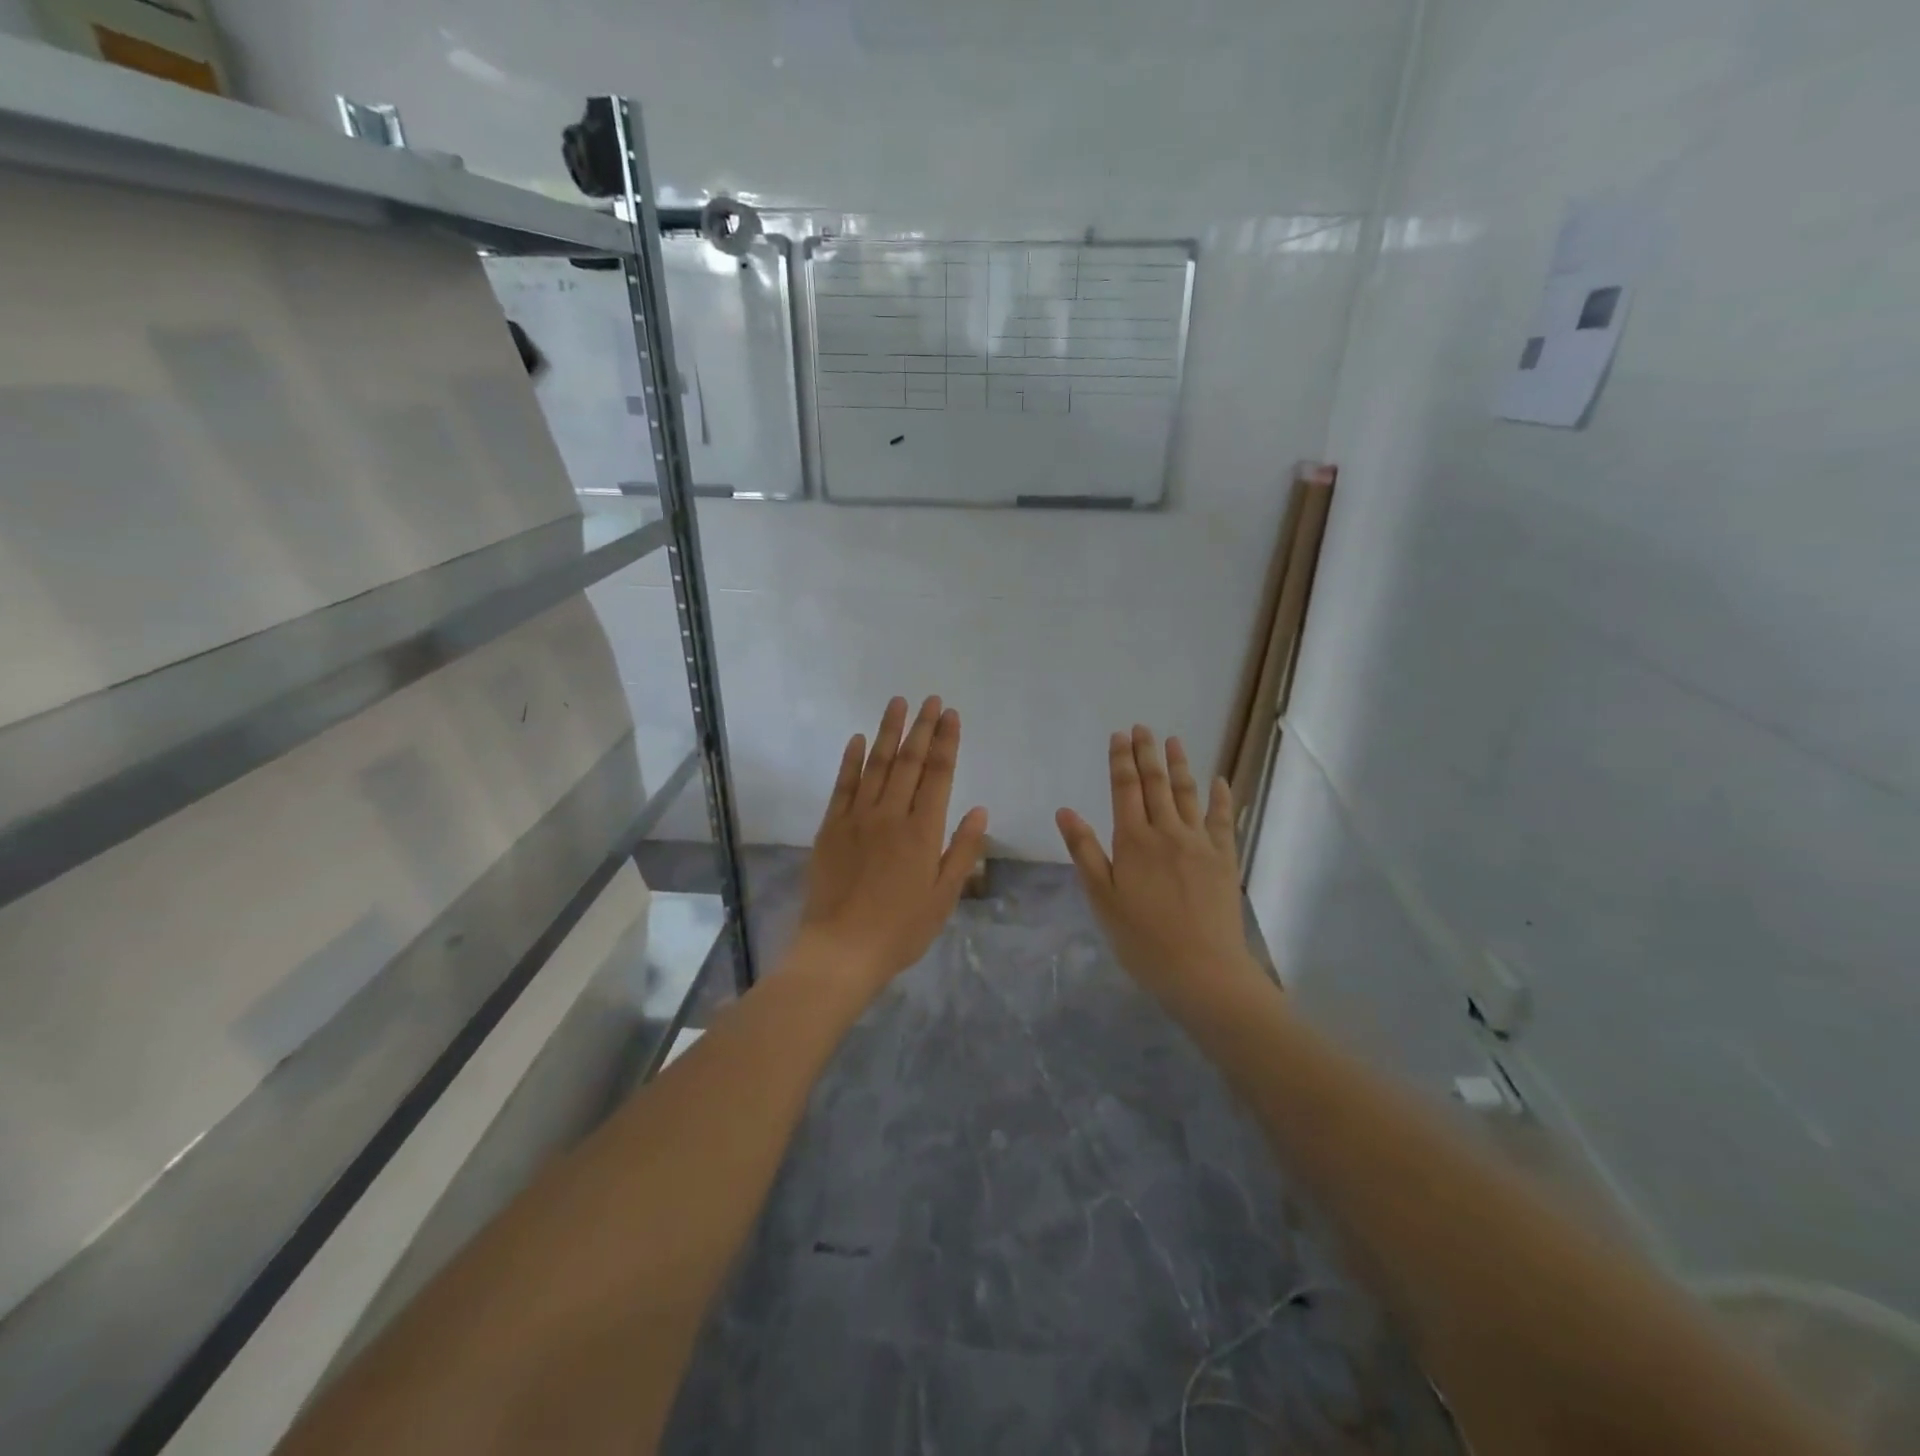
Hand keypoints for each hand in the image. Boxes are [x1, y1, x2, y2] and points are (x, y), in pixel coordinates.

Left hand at [799, 696, 988, 991]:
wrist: (841, 949)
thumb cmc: (901, 929)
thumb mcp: (943, 897)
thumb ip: (962, 851)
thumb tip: (979, 810)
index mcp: (923, 831)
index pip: (939, 775)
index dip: (947, 742)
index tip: (951, 715)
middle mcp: (891, 815)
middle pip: (909, 762)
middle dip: (922, 728)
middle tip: (930, 699)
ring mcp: (857, 818)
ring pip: (876, 765)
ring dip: (888, 733)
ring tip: (898, 704)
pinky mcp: (831, 828)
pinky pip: (842, 786)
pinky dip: (850, 760)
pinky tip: (857, 739)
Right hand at [1056, 727, 1263, 1012]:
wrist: (1202, 970)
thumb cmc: (1142, 939)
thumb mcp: (1102, 898)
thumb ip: (1085, 851)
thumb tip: (1065, 811)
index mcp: (1134, 841)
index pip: (1125, 790)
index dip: (1121, 761)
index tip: (1119, 736)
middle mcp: (1167, 832)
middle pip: (1156, 784)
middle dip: (1147, 753)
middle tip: (1142, 727)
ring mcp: (1200, 843)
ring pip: (1187, 794)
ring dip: (1179, 765)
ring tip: (1173, 741)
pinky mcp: (1225, 859)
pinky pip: (1223, 819)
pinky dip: (1220, 797)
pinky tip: (1219, 781)